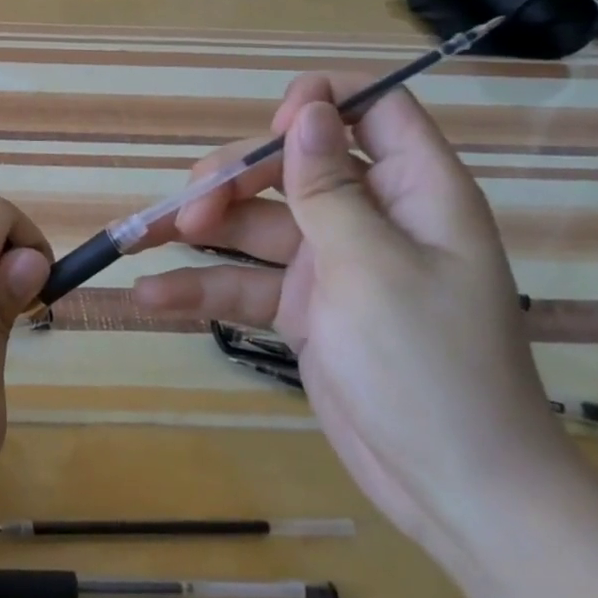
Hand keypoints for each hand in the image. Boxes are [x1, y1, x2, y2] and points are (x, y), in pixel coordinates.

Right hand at [133, 75, 576, 568]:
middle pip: (291, 167)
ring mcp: (333, 265)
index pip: (375, 112)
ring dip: (201, 230)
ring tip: (142, 238)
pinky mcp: (303, 309)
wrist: (455, 492)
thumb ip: (329, 186)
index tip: (270, 126)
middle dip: (234, 180)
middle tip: (189, 209)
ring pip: (256, 224)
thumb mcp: (371, 266)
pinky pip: (246, 283)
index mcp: (414, 193)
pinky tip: (151, 297)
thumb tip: (309, 108)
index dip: (321, 105)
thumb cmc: (428, 365)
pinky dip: (202, 287)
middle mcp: (371, 219)